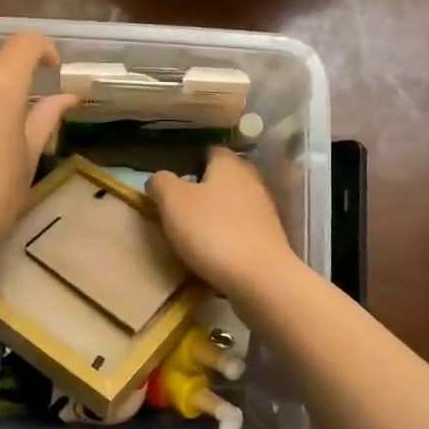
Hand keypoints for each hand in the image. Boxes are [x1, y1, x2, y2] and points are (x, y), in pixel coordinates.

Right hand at [149, 148, 298, 300]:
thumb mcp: (173, 202)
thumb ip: (161, 183)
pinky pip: (241, 227)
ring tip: (192, 231)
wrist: (260, 278)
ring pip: (232, 202)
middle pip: (222, 176)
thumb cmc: (212, 231)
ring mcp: (264, 208)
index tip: (172, 181)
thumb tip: (159, 179)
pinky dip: (227, 233)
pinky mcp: (269, 236)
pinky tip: (213, 250)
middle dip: (201, 188)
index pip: (208, 150)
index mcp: (229, 163)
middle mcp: (251, 178)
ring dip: (214, 212)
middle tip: (178, 206)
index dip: (188, 161)